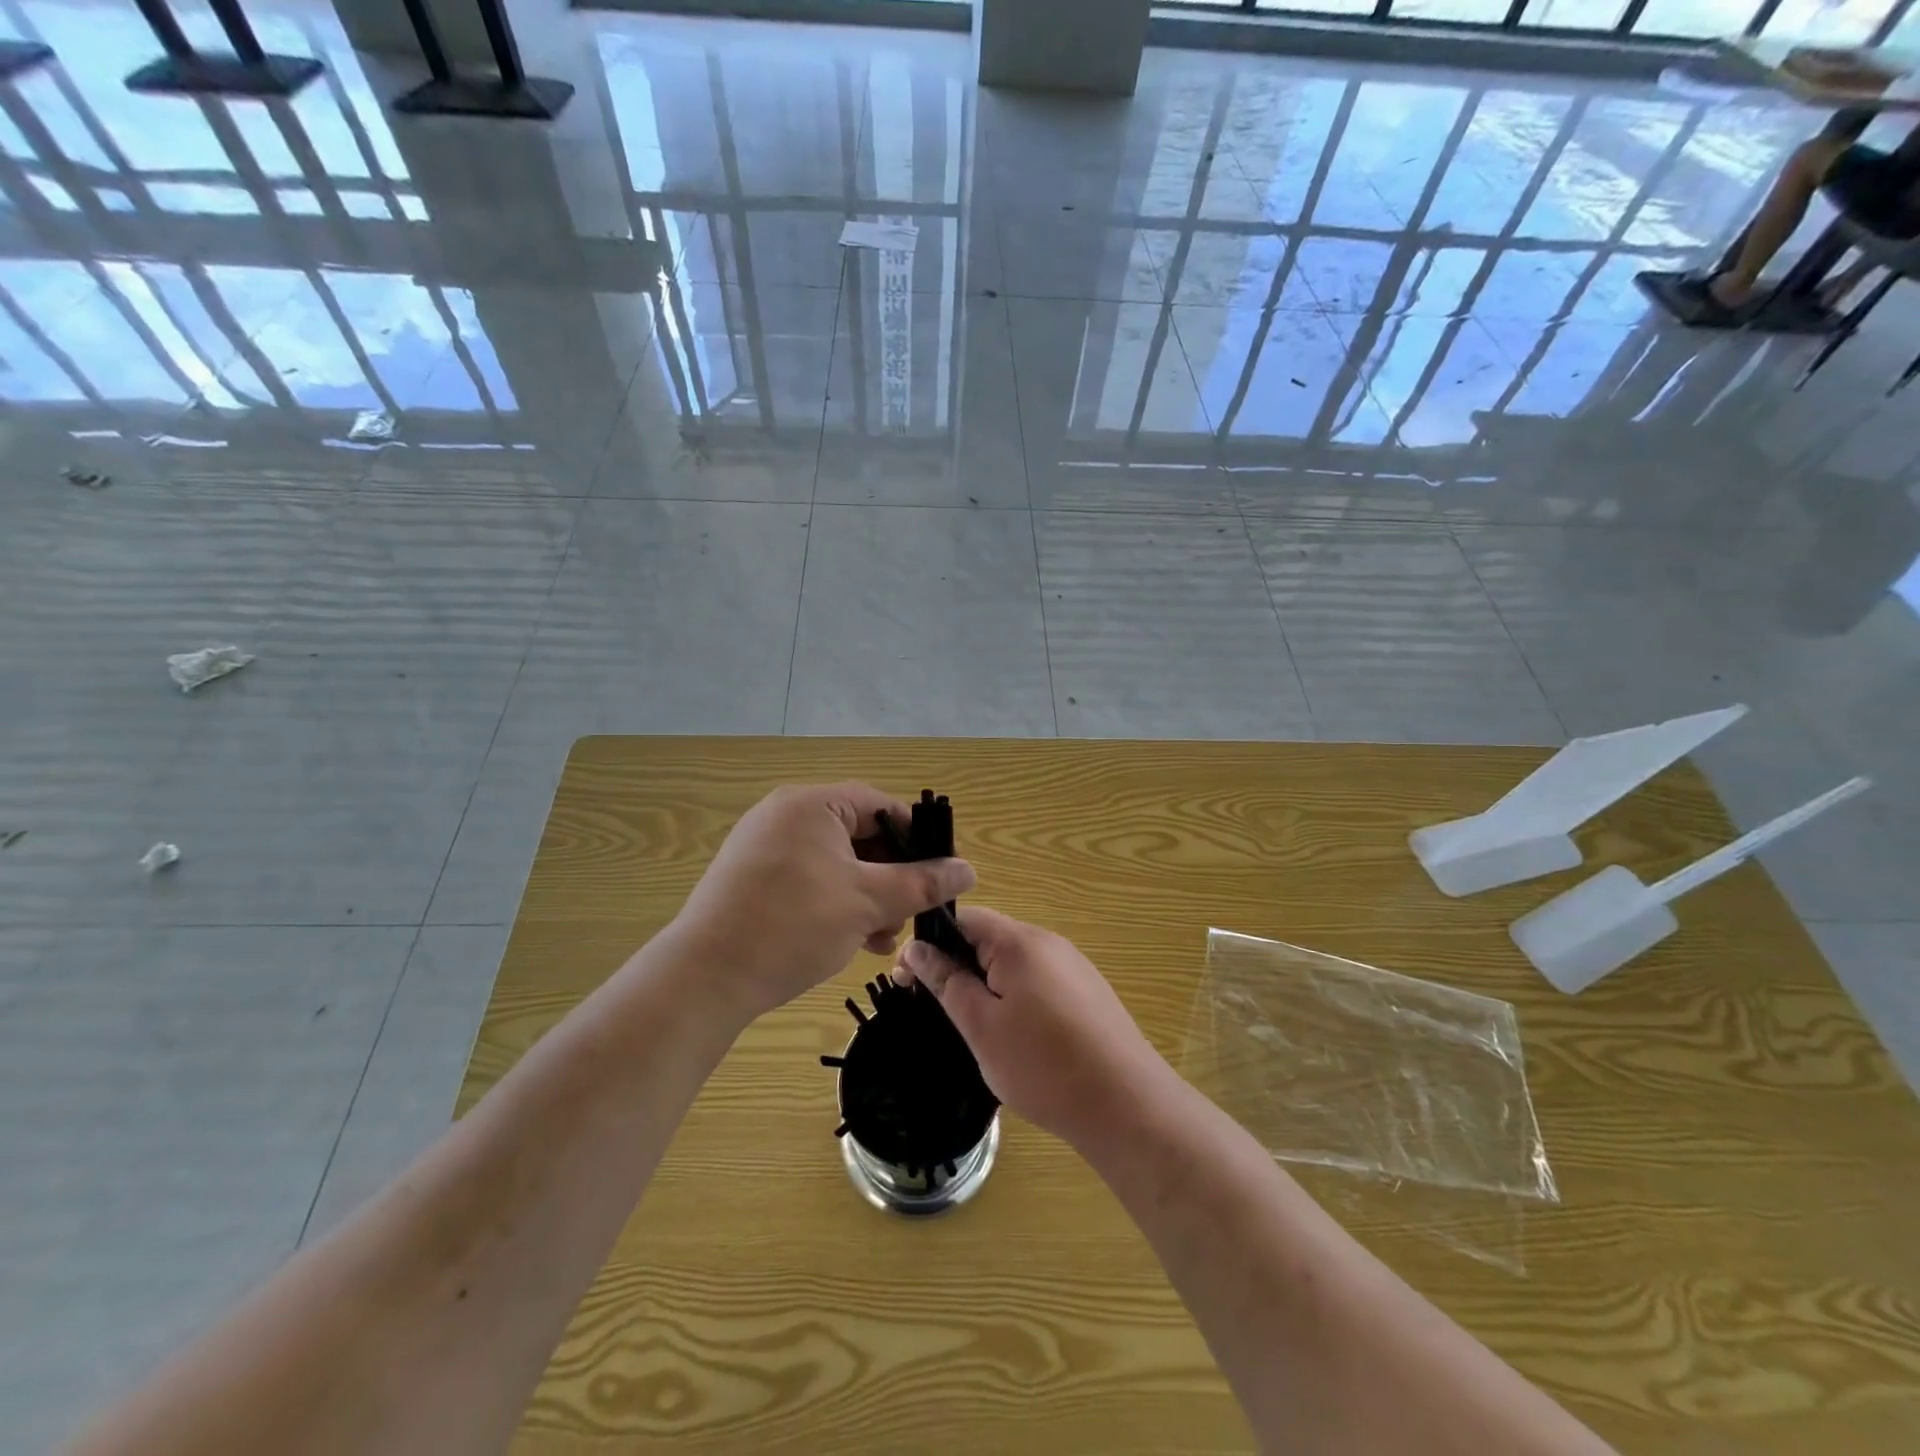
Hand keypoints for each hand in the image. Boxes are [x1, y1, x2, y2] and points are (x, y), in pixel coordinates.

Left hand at [667, 783, 974, 1026]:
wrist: (705, 978)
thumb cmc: (793, 925)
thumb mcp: (867, 902)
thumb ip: (921, 882)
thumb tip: (968, 870)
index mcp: (812, 804)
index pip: (881, 806)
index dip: (918, 839)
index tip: (941, 873)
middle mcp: (786, 815)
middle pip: (859, 835)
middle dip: (891, 877)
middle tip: (908, 913)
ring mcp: (765, 847)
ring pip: (837, 862)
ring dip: (867, 896)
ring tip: (882, 937)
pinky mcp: (753, 878)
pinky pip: (810, 878)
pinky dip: (837, 902)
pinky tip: (853, 939)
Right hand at [893, 907, 1172, 1149]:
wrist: (1127, 1105)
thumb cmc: (1043, 1066)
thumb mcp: (981, 1026)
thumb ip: (947, 981)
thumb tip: (916, 949)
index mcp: (1019, 942)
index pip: (964, 919)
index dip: (931, 943)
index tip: (907, 979)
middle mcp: (1048, 942)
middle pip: (989, 938)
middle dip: (957, 966)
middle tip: (936, 1009)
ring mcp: (1072, 966)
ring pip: (1012, 962)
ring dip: (986, 984)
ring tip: (974, 1027)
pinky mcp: (1087, 991)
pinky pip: (1037, 980)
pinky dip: (1014, 997)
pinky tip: (1015, 1036)